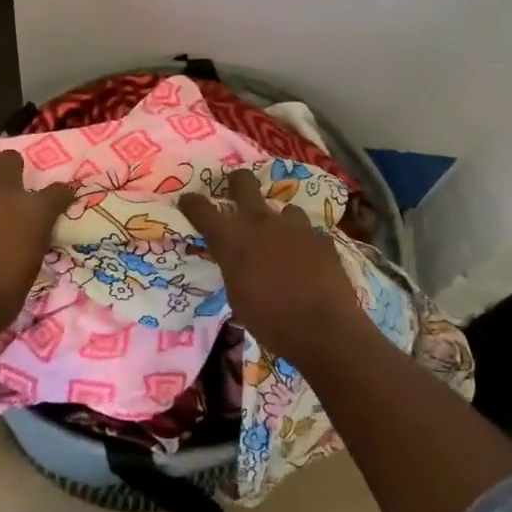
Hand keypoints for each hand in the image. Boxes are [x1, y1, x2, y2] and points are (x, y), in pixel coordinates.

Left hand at [0, 150, 74, 335]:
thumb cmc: (6, 293)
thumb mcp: (32, 265)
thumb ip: (32, 239)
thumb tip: (28, 234)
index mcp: (33, 211)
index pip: (59, 190)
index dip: (62, 195)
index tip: (62, 201)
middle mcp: (3, 198)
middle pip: (9, 161)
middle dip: (12, 165)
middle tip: (13, 185)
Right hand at [179, 170, 367, 363]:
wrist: (324, 329)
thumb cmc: (270, 321)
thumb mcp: (237, 295)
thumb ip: (232, 267)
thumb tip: (234, 258)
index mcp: (232, 239)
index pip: (201, 209)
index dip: (191, 202)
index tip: (188, 201)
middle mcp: (261, 222)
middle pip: (242, 182)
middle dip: (236, 182)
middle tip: (235, 192)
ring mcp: (294, 226)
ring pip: (283, 209)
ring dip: (279, 223)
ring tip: (283, 243)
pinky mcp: (321, 237)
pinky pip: (308, 232)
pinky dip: (304, 244)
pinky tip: (308, 262)